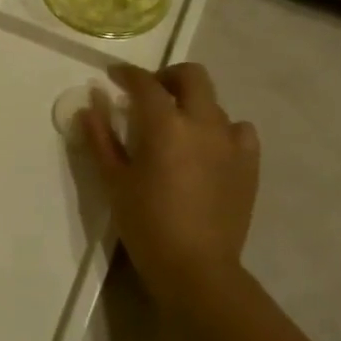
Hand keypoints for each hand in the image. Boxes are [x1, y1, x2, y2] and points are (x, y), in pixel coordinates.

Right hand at [83, 64, 260, 305]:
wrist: (195, 266)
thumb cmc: (146, 223)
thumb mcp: (114, 180)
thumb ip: (101, 137)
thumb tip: (90, 104)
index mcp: (165, 125)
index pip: (145, 83)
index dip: (127, 74)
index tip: (114, 76)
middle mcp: (203, 123)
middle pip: (191, 76)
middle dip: (167, 76)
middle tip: (149, 94)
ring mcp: (232, 141)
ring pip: (214, 103)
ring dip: (192, 105)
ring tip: (176, 128)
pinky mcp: (249, 163)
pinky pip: (239, 130)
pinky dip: (221, 129)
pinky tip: (208, 147)